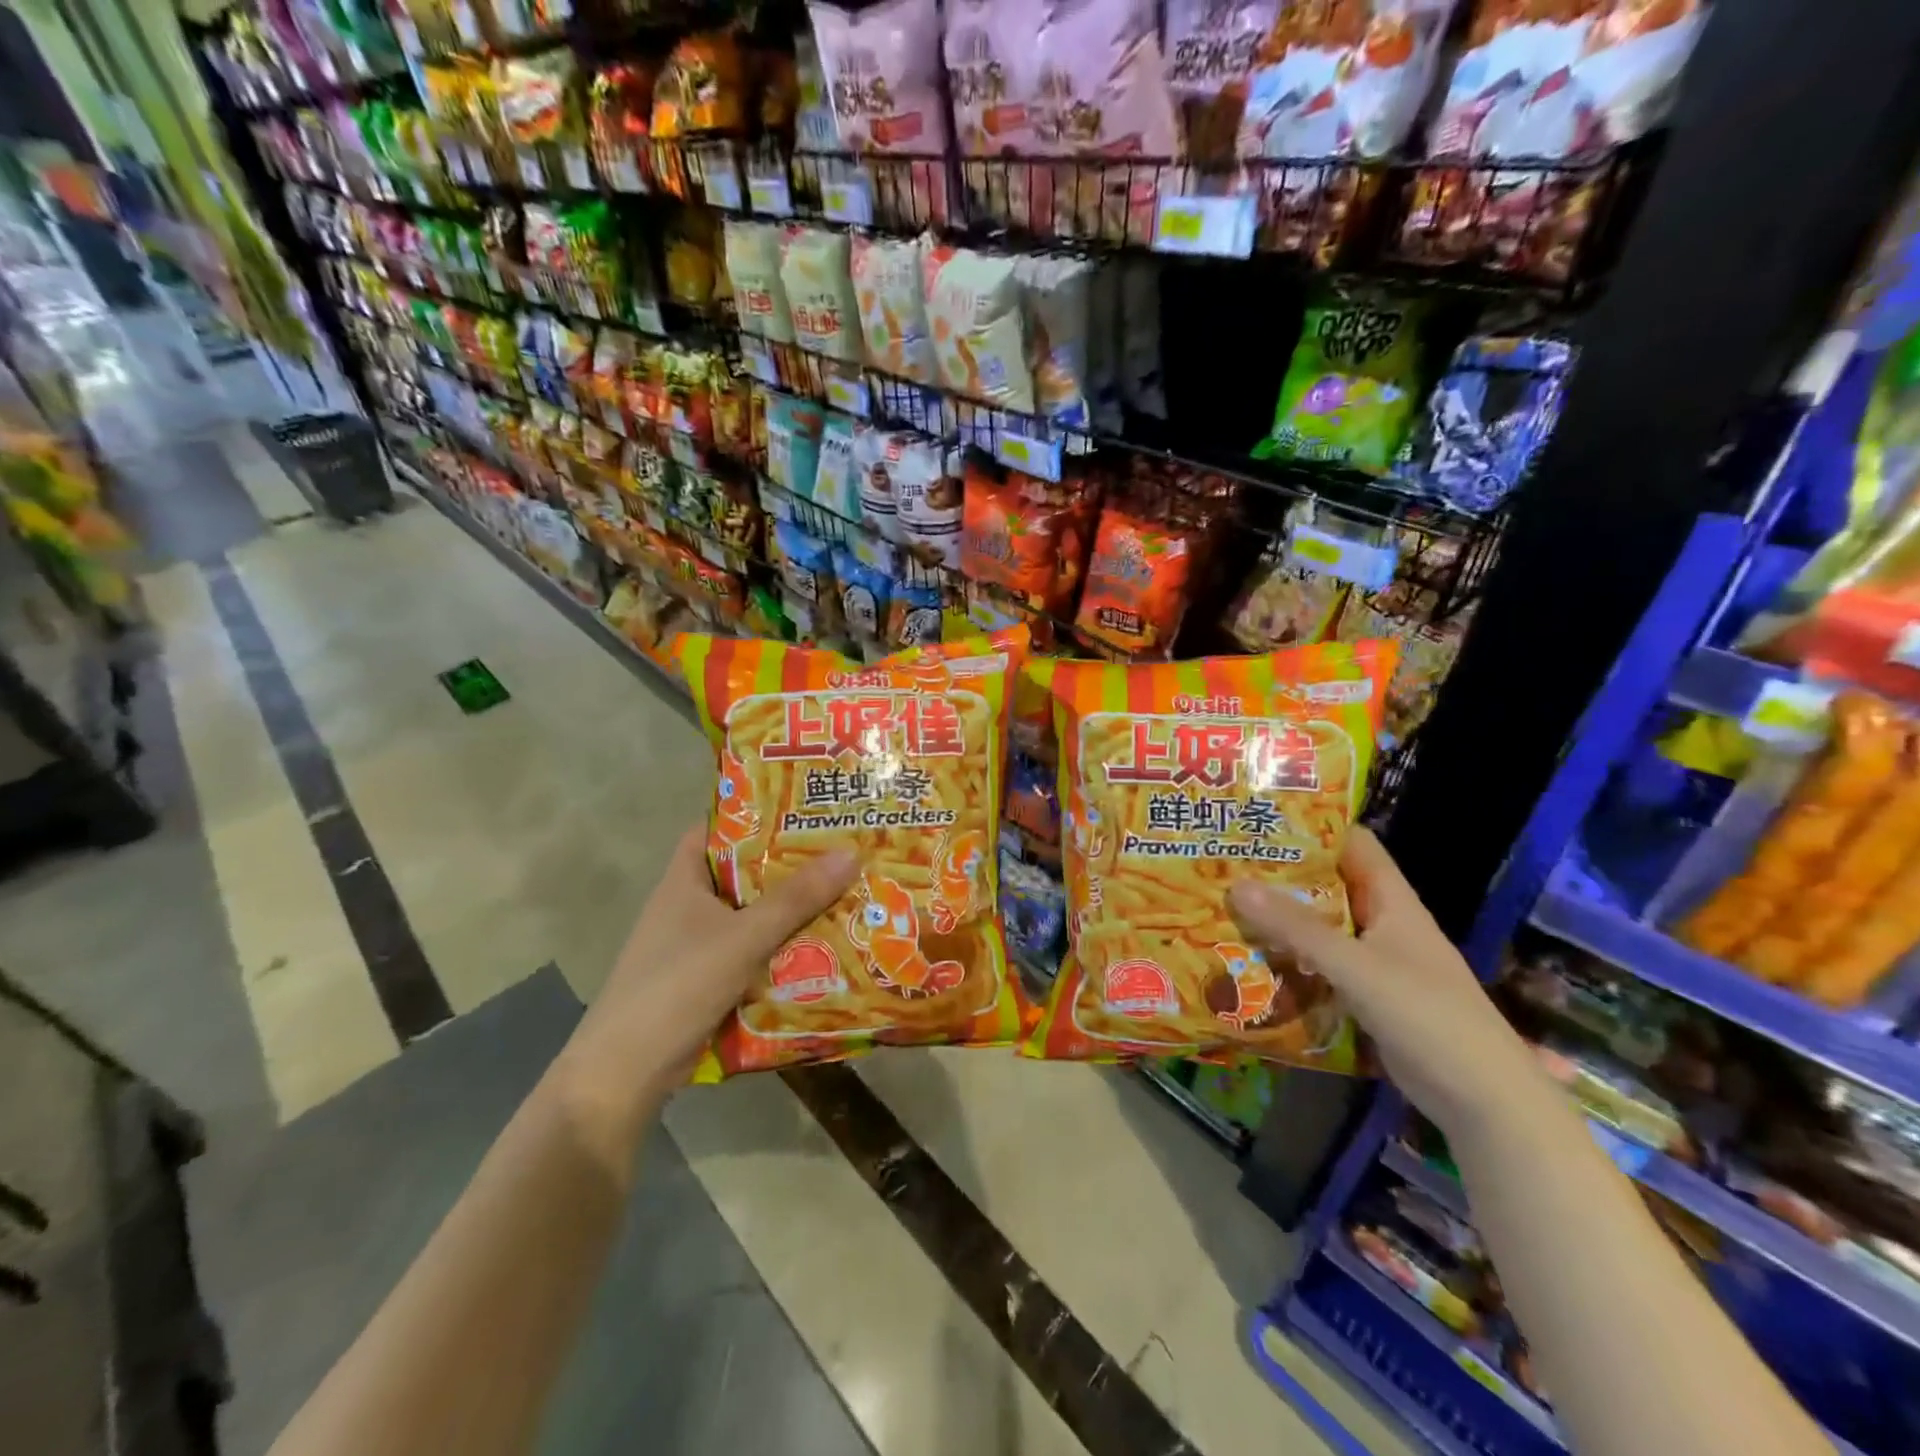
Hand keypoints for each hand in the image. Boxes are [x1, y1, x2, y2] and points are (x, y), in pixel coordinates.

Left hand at [552, 822, 857, 1156]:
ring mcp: (695, 947)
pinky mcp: (706, 982)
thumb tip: (851, 853)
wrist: (625, 1073)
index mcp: (684, 881)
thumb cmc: (678, 986)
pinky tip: (821, 950)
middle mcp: (688, 907)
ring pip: (750, 917)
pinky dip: (779, 951)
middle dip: (788, 866)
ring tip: (844, 895)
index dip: (753, 815)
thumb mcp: (743, 937)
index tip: (801, 809)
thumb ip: (795, 899)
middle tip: (840, 852)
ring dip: (789, 913)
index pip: (716, 829)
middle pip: (743, 874)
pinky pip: (751, 954)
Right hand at [1228, 828, 1544, 1143]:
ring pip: (1322, 929)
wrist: (1483, 1100)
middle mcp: (1384, 925)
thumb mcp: (1356, 967)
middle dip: (1283, 874)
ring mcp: (1376, 964)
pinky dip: (1291, 960)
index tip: (1263, 817)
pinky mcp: (1367, 998)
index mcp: (1392, 903)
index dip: (1315, 826)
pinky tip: (1252, 959)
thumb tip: (1236, 884)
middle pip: (1330, 886)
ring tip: (1227, 904)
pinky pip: (1321, 967)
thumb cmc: (1427, 1016)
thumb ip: (1297, 928)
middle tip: (1228, 862)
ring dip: (1282, 920)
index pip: (1354, 845)